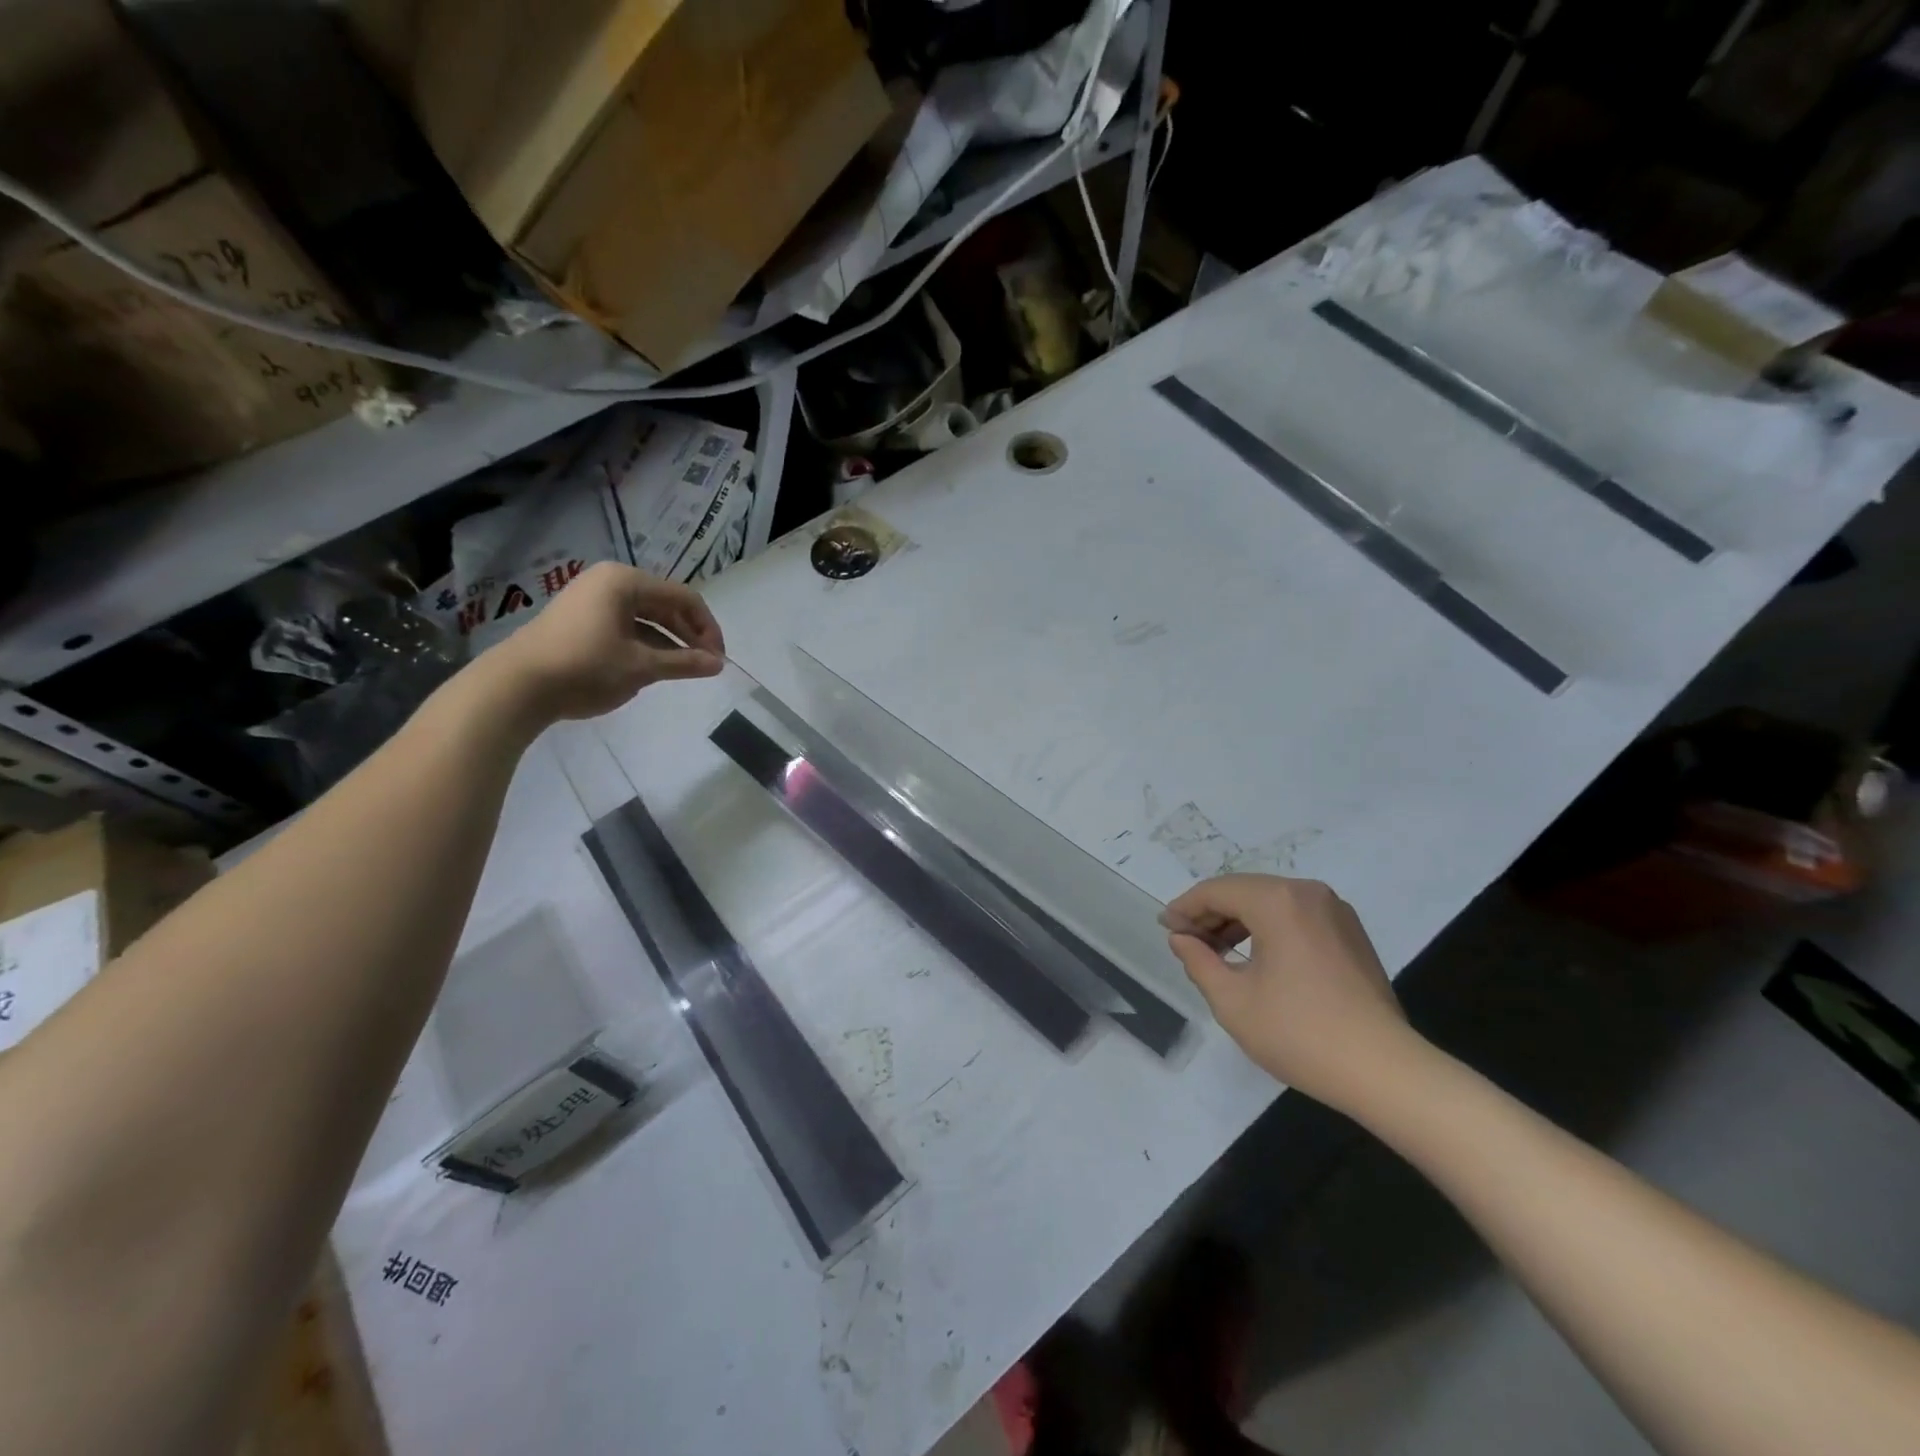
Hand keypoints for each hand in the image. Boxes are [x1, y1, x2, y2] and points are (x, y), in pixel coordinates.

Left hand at [481, 563, 725, 725]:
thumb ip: (684, 663)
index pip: (684, 597)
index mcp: (626, 581)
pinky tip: (655, 666)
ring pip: (646, 617)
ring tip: (685, 669)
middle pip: (665, 604)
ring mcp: (591, 599)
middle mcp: (610, 582)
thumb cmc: (585, 668)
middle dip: (689, 634)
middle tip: (706, 665)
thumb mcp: (641, 667)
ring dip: (669, 642)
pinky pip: (626, 625)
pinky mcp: (580, 619)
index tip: (718, 660)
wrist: (516, 686)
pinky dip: (646, 644)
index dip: (707, 628)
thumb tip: (719, 665)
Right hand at [1163, 875, 1418, 1110]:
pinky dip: (1268, 928)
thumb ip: (1199, 961)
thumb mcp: (1232, 1001)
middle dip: (1211, 913)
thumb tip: (1181, 938)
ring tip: (1215, 951)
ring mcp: (1335, 911)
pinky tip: (1254, 957)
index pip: (1217, 890)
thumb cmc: (1300, 1033)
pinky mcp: (1350, 933)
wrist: (1384, 1070)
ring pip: (1271, 902)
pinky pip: (1296, 916)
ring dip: (1238, 920)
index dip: (1185, 907)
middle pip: (1244, 891)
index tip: (1165, 928)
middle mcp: (1307, 893)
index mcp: (1277, 901)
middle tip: (1185, 941)